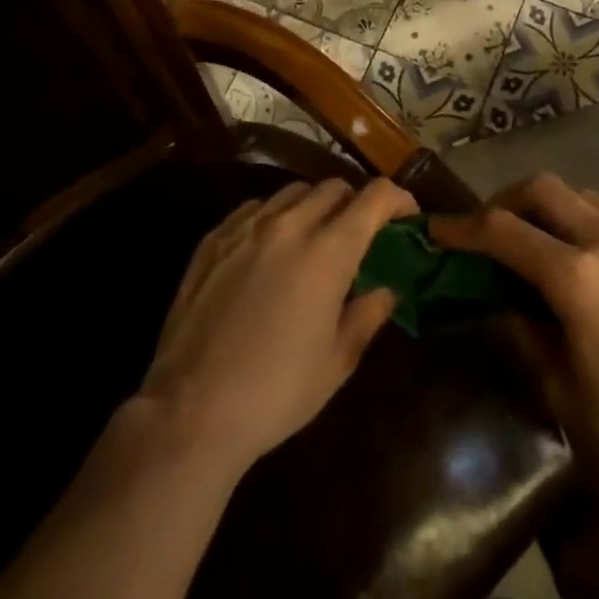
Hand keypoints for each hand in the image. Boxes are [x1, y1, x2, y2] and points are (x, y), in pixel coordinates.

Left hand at [139, 176, 418, 472]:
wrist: (191, 411)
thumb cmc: (276, 392)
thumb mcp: (337, 362)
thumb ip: (367, 315)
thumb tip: (385, 289)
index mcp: (328, 251)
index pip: (374, 198)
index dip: (398, 199)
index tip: (407, 216)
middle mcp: (288, 225)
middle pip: (333, 187)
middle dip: (356, 203)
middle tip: (360, 235)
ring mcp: (245, 227)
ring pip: (292, 192)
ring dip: (314, 206)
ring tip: (314, 239)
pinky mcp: (212, 239)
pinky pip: (254, 208)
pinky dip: (274, 217)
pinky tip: (269, 249)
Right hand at [432, 173, 598, 512]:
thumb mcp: (561, 389)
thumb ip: (525, 330)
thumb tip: (504, 298)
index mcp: (577, 277)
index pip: (503, 231)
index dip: (462, 227)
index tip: (437, 229)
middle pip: (542, 189)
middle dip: (505, 202)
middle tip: (489, 231)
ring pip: (581, 196)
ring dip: (548, 210)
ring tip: (537, 245)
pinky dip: (584, 225)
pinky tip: (586, 265)